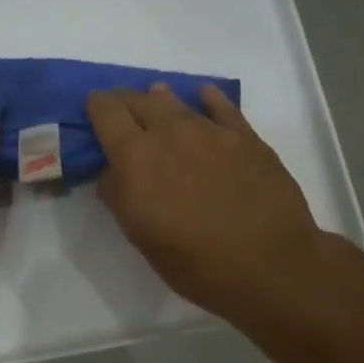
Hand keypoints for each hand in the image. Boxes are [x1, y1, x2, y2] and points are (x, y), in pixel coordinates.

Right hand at [86, 84, 332, 324]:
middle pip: (139, 100)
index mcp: (136, 157)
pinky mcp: (246, 137)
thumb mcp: (140, 236)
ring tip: (155, 100)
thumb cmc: (195, 262)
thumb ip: (119, 195)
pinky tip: (204, 97)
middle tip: (121, 111)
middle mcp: (170, 132)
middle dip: (125, 101)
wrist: (270, 265)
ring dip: (160, 100)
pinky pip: (221, 105)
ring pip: (177, 101)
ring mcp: (211, 130)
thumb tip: (113, 171)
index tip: (93, 109)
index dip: (96, 106)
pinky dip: (206, 99)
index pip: (107, 112)